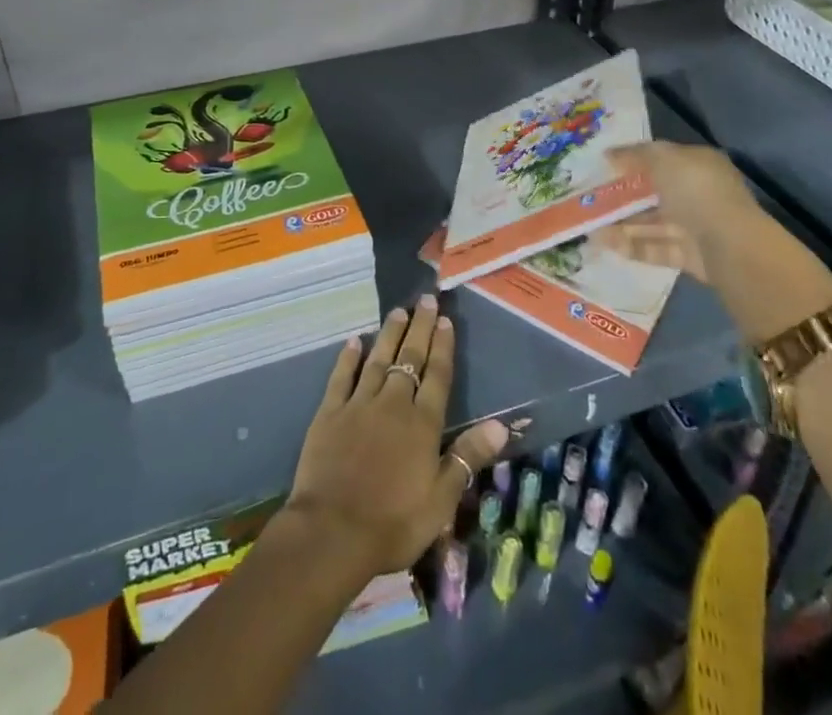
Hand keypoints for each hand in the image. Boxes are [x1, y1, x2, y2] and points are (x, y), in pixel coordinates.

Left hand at [282, 295, 507, 582]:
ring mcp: (359, 404)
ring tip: (398, 311)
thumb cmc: (393, 523)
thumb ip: (467, 457)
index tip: (446, 319)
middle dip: (420, 328)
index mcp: (422, 424)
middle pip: (410, 358)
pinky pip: (341, 377)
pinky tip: (354, 341)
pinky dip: (348, 357)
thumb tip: (502, 425)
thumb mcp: (440, 500)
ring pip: (378, 360)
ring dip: (389, 334)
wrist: (332, 532)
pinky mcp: (329, 413)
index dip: (442, 346)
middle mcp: (393, 404)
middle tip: (426, 300)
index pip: (437, 376)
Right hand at [596, 141, 767, 277]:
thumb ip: (635, 155)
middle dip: (624, 196)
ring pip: (653, 223)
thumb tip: (609, 154)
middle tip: (591, 198)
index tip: (604, 165)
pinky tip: (604, 243)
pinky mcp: (689, 256)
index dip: (633, 160)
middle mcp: (699, 194)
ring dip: (622, 224)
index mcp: (699, 165)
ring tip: (589, 226)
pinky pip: (656, 248)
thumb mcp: (663, 159)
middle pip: (655, 193)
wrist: (729, 246)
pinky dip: (632, 246)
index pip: (662, 158)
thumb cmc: (696, 191)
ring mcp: (696, 227)